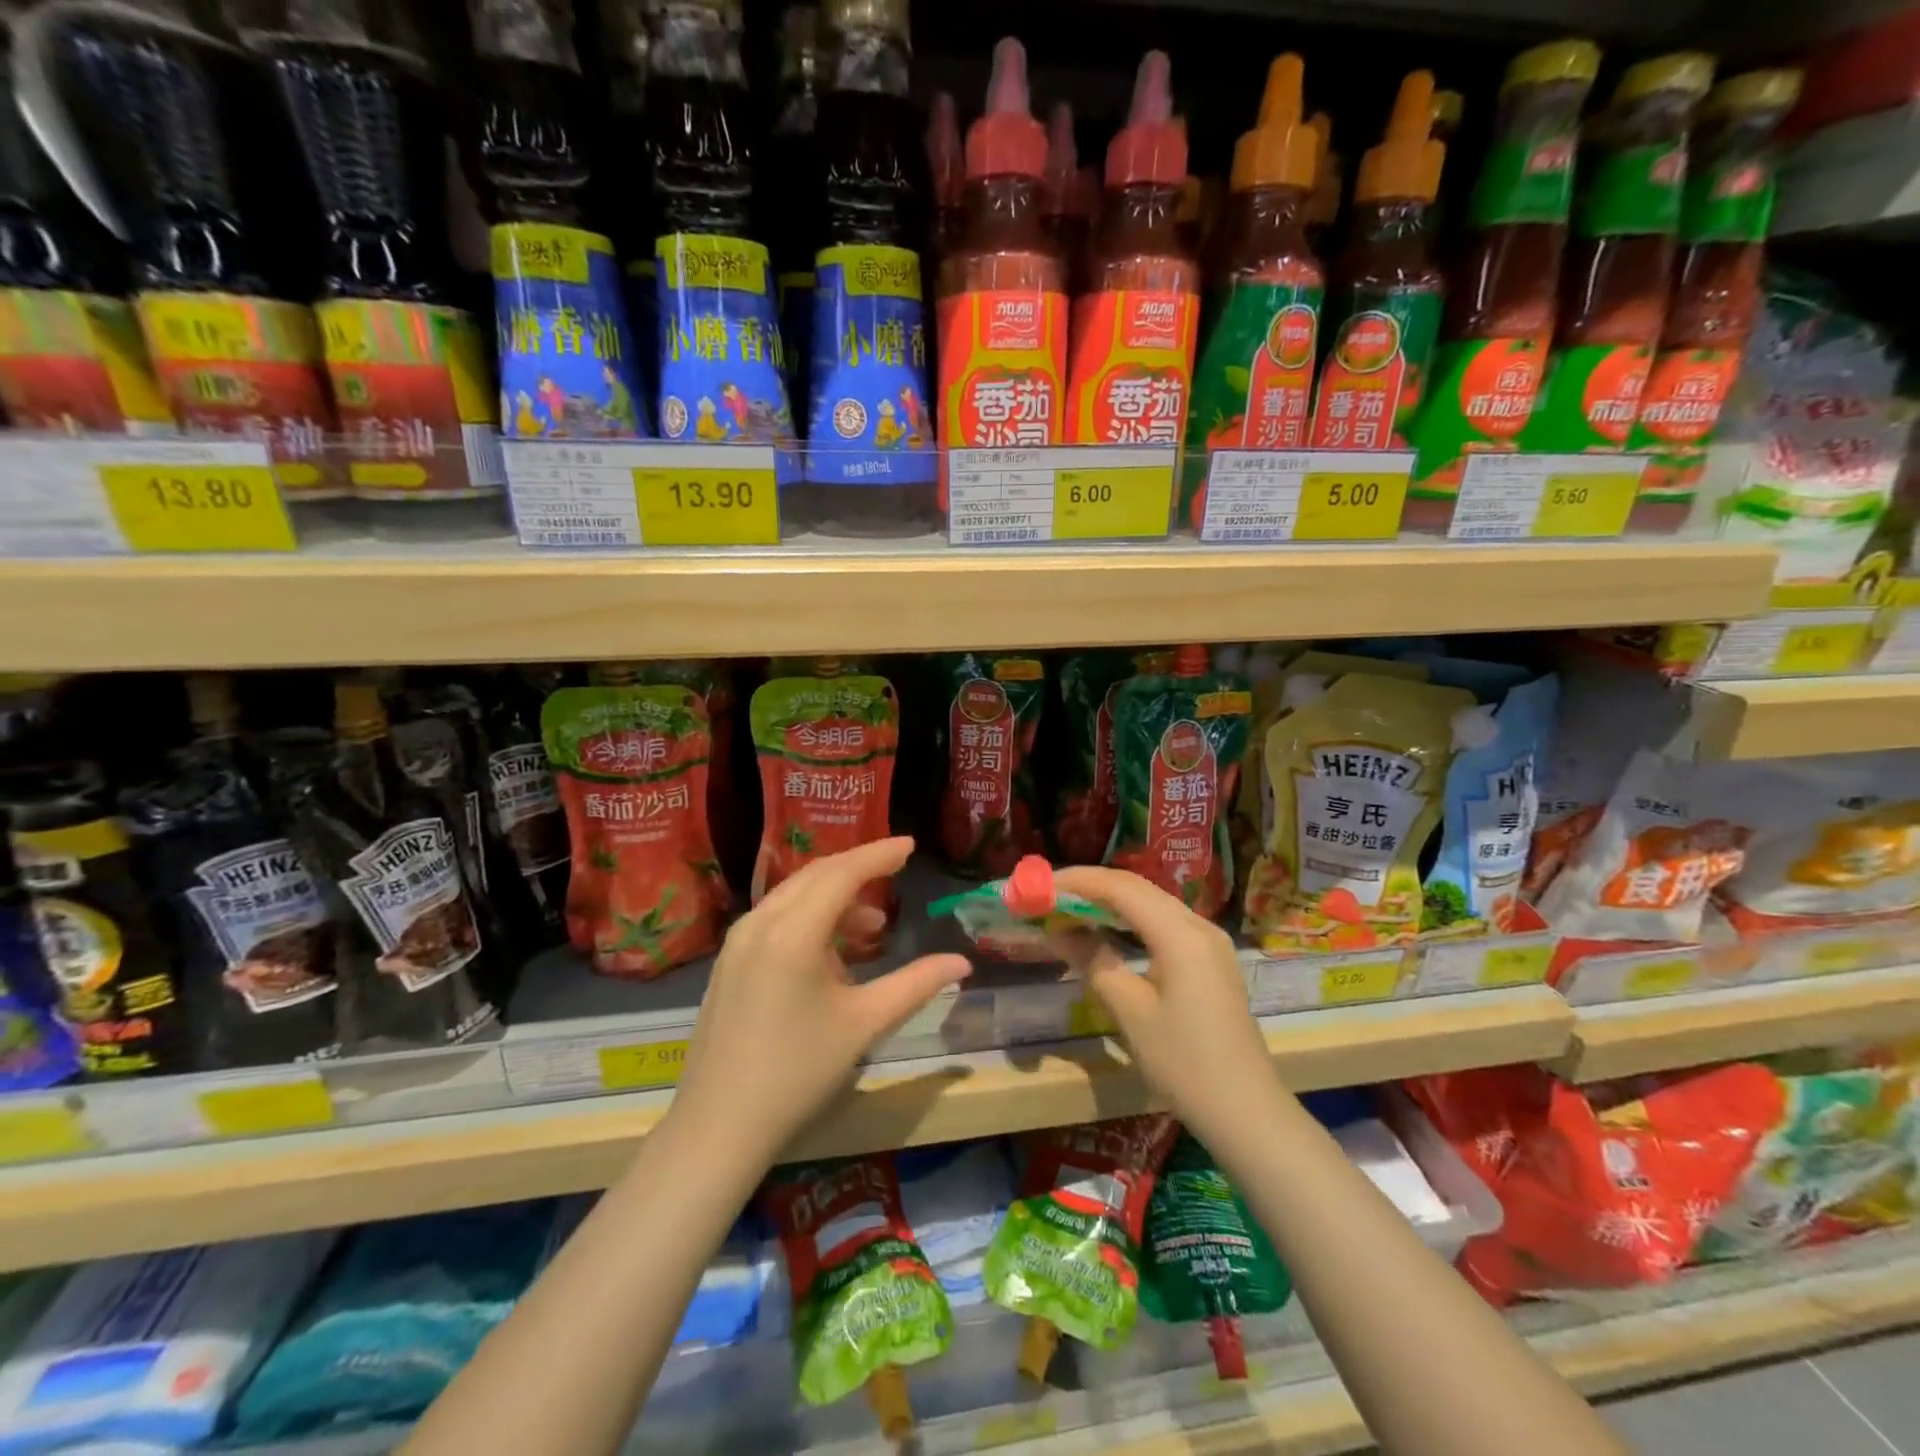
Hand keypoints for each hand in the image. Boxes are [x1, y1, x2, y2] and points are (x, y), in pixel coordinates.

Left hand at [670, 837, 971, 1163]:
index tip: (911, 845)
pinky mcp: (729, 962)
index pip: (842, 873)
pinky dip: (810, 918)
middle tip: (896, 869)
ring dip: (835, 898)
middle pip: (816, 875)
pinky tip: (832, 954)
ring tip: (872, 929)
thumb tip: (962, 962)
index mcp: (793, 932)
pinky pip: (776, 918)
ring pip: (794, 896)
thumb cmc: (798, 1072)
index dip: (879, 855)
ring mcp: (738, 942)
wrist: (718, 1125)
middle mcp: (760, 923)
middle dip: (858, 869)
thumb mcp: (864, 1025)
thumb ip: (916, 985)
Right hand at [1049, 866, 1279, 1148]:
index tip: (1040, 885)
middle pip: (1138, 888)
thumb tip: (1059, 931)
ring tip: (1070, 909)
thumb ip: (1093, 961)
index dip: (1078, 881)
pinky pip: (1164, 922)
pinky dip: (1130, 919)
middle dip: (1091, 887)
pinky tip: (1107, 930)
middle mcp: (1198, 925)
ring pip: (1152, 903)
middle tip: (1049, 895)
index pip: (1121, 888)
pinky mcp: (1210, 960)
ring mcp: (1209, 942)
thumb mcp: (1130, 1011)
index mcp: (1180, 934)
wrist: (1246, 1112)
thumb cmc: (1184, 1062)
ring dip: (1110, 901)